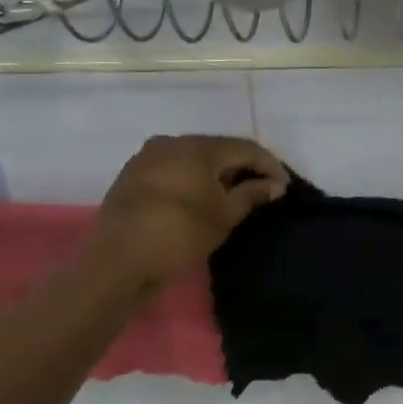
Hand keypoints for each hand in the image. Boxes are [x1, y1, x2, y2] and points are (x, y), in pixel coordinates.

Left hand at [90, 135, 289, 287]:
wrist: (118, 260)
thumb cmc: (179, 233)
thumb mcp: (224, 216)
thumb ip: (252, 194)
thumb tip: (275, 185)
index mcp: (197, 146)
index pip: (245, 148)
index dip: (269, 165)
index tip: (284, 187)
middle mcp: (171, 142)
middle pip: (218, 149)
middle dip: (242, 168)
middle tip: (261, 190)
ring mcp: (147, 157)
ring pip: (193, 159)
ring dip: (216, 174)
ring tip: (232, 196)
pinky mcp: (132, 176)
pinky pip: (172, 170)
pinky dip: (192, 180)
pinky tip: (200, 199)